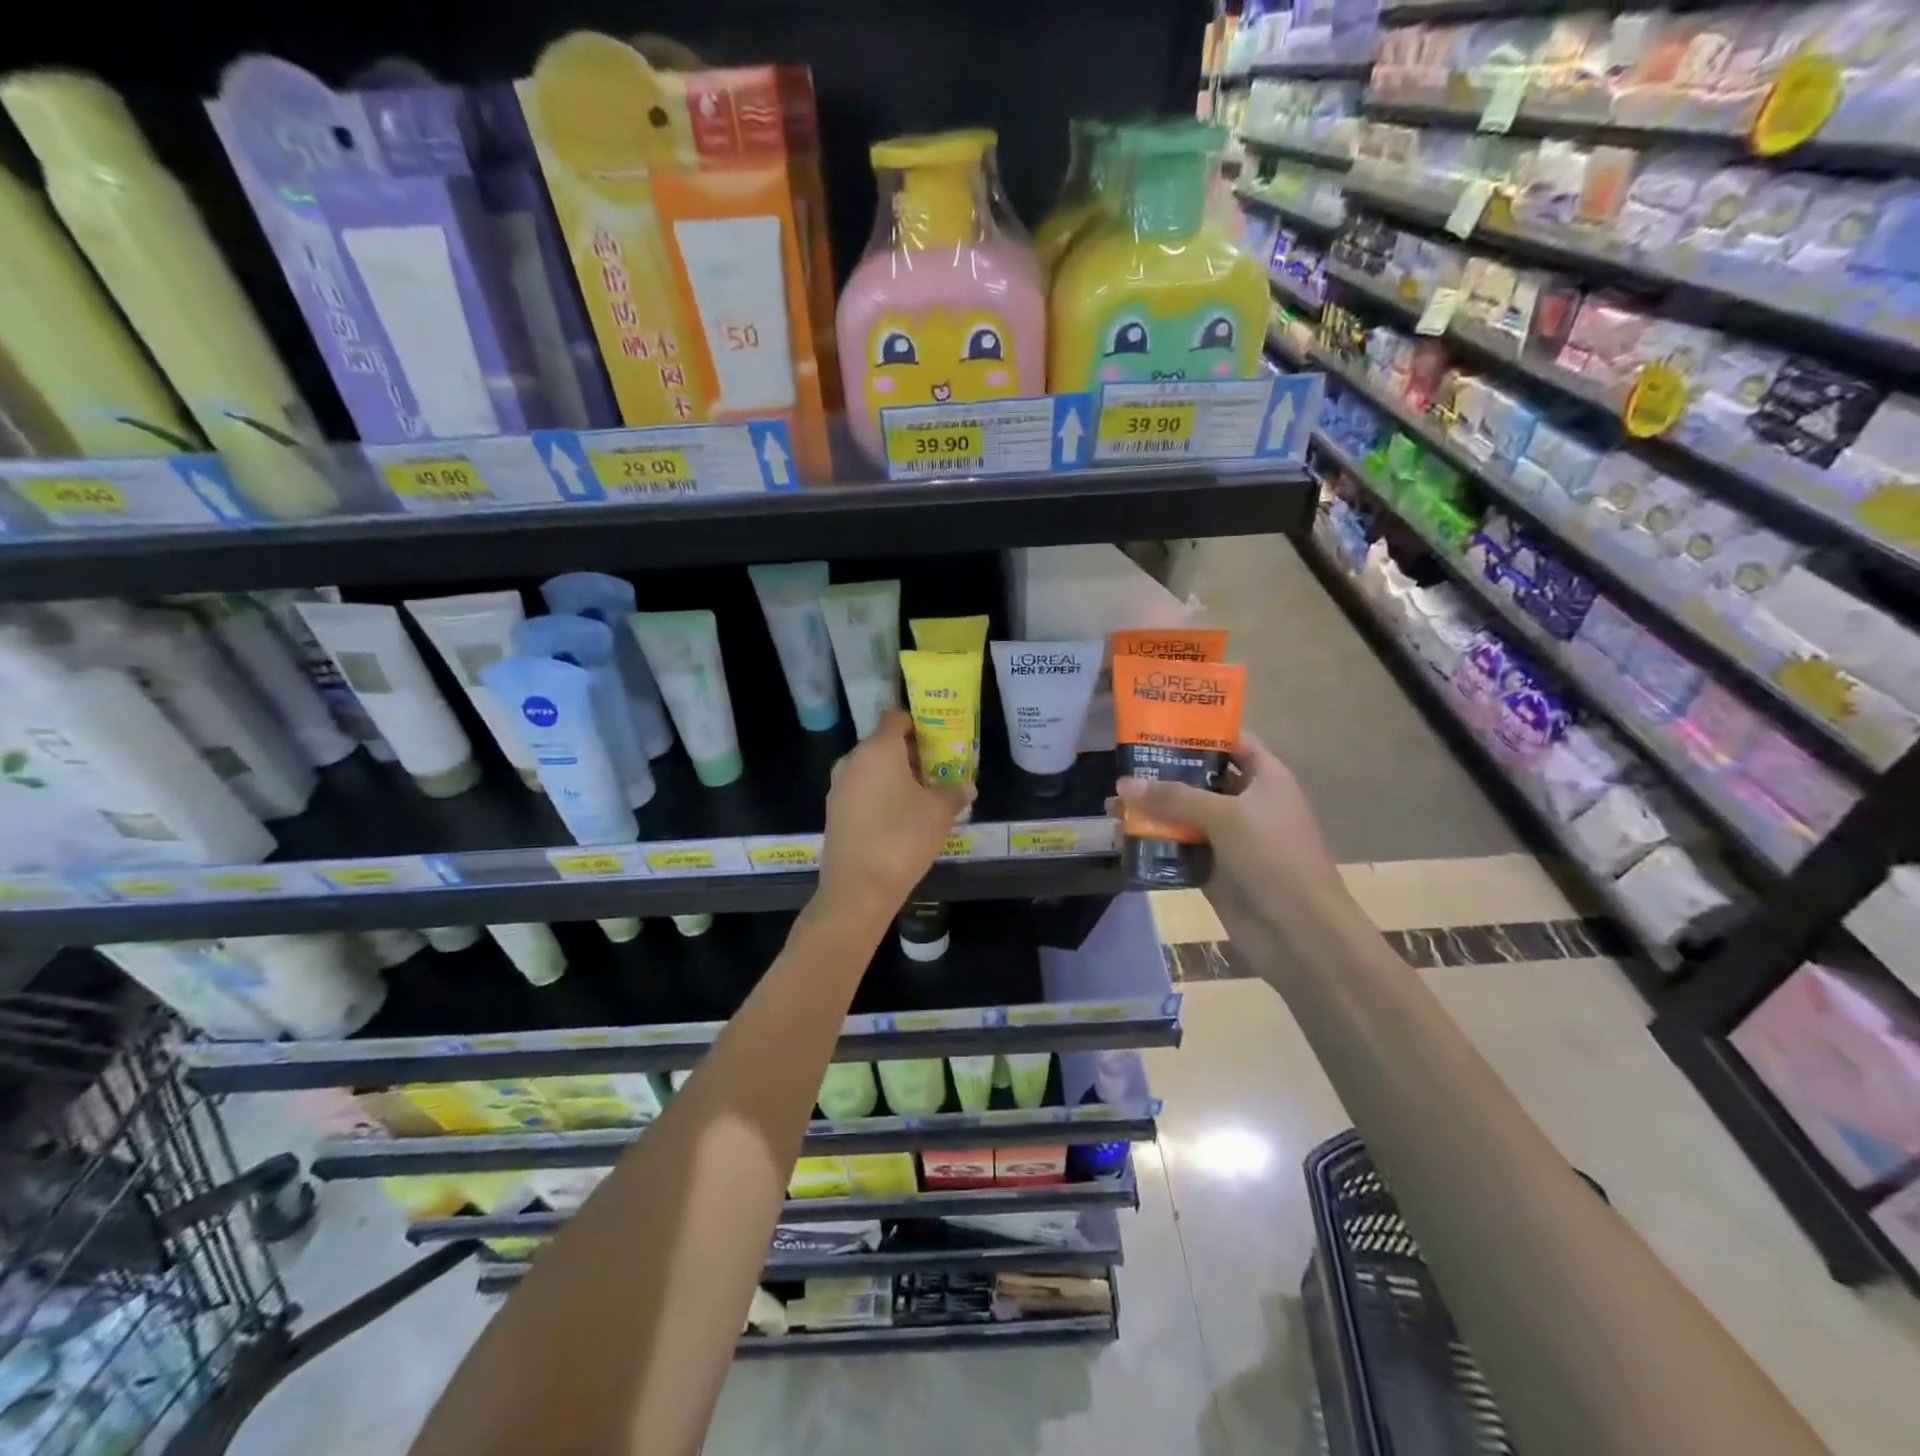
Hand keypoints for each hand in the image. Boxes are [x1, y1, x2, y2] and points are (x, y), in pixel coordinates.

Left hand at [819, 710, 975, 917]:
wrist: (858, 888)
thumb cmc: (903, 838)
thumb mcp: (939, 813)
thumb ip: (954, 793)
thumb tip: (967, 786)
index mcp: (878, 749)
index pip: (895, 718)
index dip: (917, 724)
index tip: (938, 739)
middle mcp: (853, 761)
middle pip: (883, 744)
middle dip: (910, 753)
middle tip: (936, 770)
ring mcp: (839, 787)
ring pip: (870, 769)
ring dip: (894, 776)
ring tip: (921, 796)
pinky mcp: (834, 811)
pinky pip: (860, 790)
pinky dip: (879, 794)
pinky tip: (898, 817)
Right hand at [1115, 729, 1344, 913]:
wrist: (1298, 932)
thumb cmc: (1273, 857)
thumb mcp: (1225, 816)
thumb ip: (1174, 797)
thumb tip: (1124, 784)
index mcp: (1266, 778)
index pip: (1233, 742)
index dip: (1200, 730)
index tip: (1159, 723)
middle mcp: (1247, 804)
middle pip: (1203, 778)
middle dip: (1166, 771)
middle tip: (1124, 761)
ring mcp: (1230, 838)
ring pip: (1186, 815)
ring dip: (1155, 809)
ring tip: (1114, 800)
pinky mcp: (1214, 870)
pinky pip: (1180, 848)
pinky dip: (1156, 842)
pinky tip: (1123, 835)